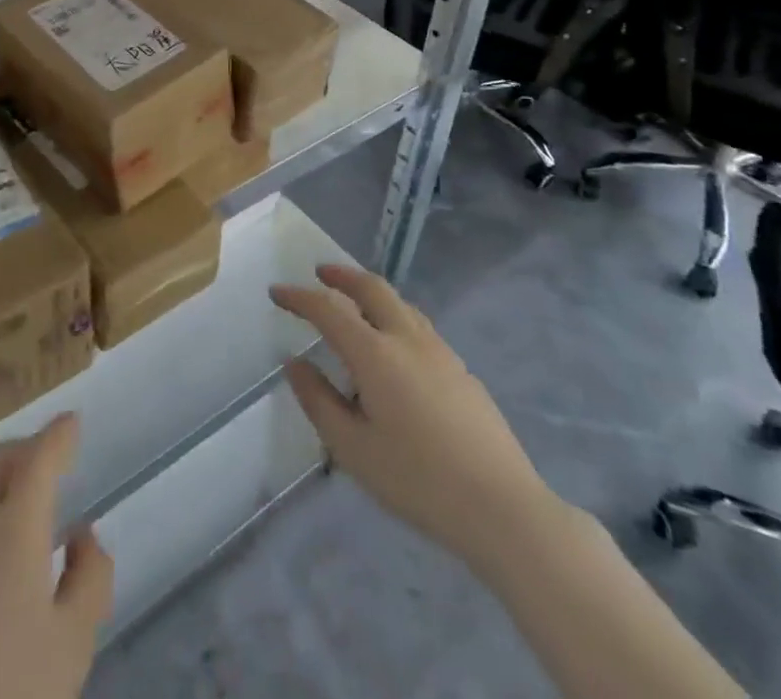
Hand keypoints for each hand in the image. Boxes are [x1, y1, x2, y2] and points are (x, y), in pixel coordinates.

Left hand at [0, 413, 113, 698]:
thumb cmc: (10, 694)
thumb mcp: (72, 645)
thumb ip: (89, 579)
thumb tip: (82, 535)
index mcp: (13, 531)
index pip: (39, 459)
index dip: (58, 435)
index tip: (72, 422)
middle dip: (21, 449)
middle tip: (44, 460)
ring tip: (8, 515)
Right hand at [271, 264, 556, 568]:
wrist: (503, 508)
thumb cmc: (418, 481)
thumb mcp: (353, 449)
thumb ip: (319, 401)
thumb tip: (295, 364)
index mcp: (376, 354)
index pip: (328, 310)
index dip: (299, 297)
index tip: (277, 292)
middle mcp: (407, 339)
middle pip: (371, 288)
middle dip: (342, 275)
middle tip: (320, 273)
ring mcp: (440, 351)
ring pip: (400, 303)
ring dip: (370, 293)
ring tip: (354, 304)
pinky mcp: (461, 370)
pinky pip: (418, 325)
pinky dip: (393, 316)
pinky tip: (393, 346)